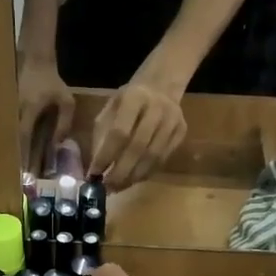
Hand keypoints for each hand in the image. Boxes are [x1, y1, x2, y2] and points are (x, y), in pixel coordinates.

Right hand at [17, 57, 74, 173]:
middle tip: (17, 179)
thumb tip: (57, 144)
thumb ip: (64, 123)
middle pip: (12, 140)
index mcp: (30, 109)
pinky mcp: (8, 110)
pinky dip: (11, 143)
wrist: (35, 62)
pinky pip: (9, 130)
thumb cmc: (52, 82)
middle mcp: (15, 112)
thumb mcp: (66, 101)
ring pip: (9, 136)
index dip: (23, 154)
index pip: (24, 136)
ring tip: (13, 171)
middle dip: (15, 159)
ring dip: (11, 152)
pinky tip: (11, 155)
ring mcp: (9, 110)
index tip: (23, 171)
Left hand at [89, 73, 187, 190]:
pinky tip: (132, 179)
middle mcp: (157, 108)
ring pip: (153, 157)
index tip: (93, 174)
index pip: (119, 132)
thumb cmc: (128, 101)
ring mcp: (173, 121)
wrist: (161, 87)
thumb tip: (95, 169)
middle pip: (138, 148)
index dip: (106, 156)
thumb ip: (102, 135)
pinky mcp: (182, 132)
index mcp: (135, 97)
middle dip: (120, 172)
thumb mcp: (110, 108)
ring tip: (118, 188)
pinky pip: (163, 160)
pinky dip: (146, 173)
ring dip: (133, 177)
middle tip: (107, 188)